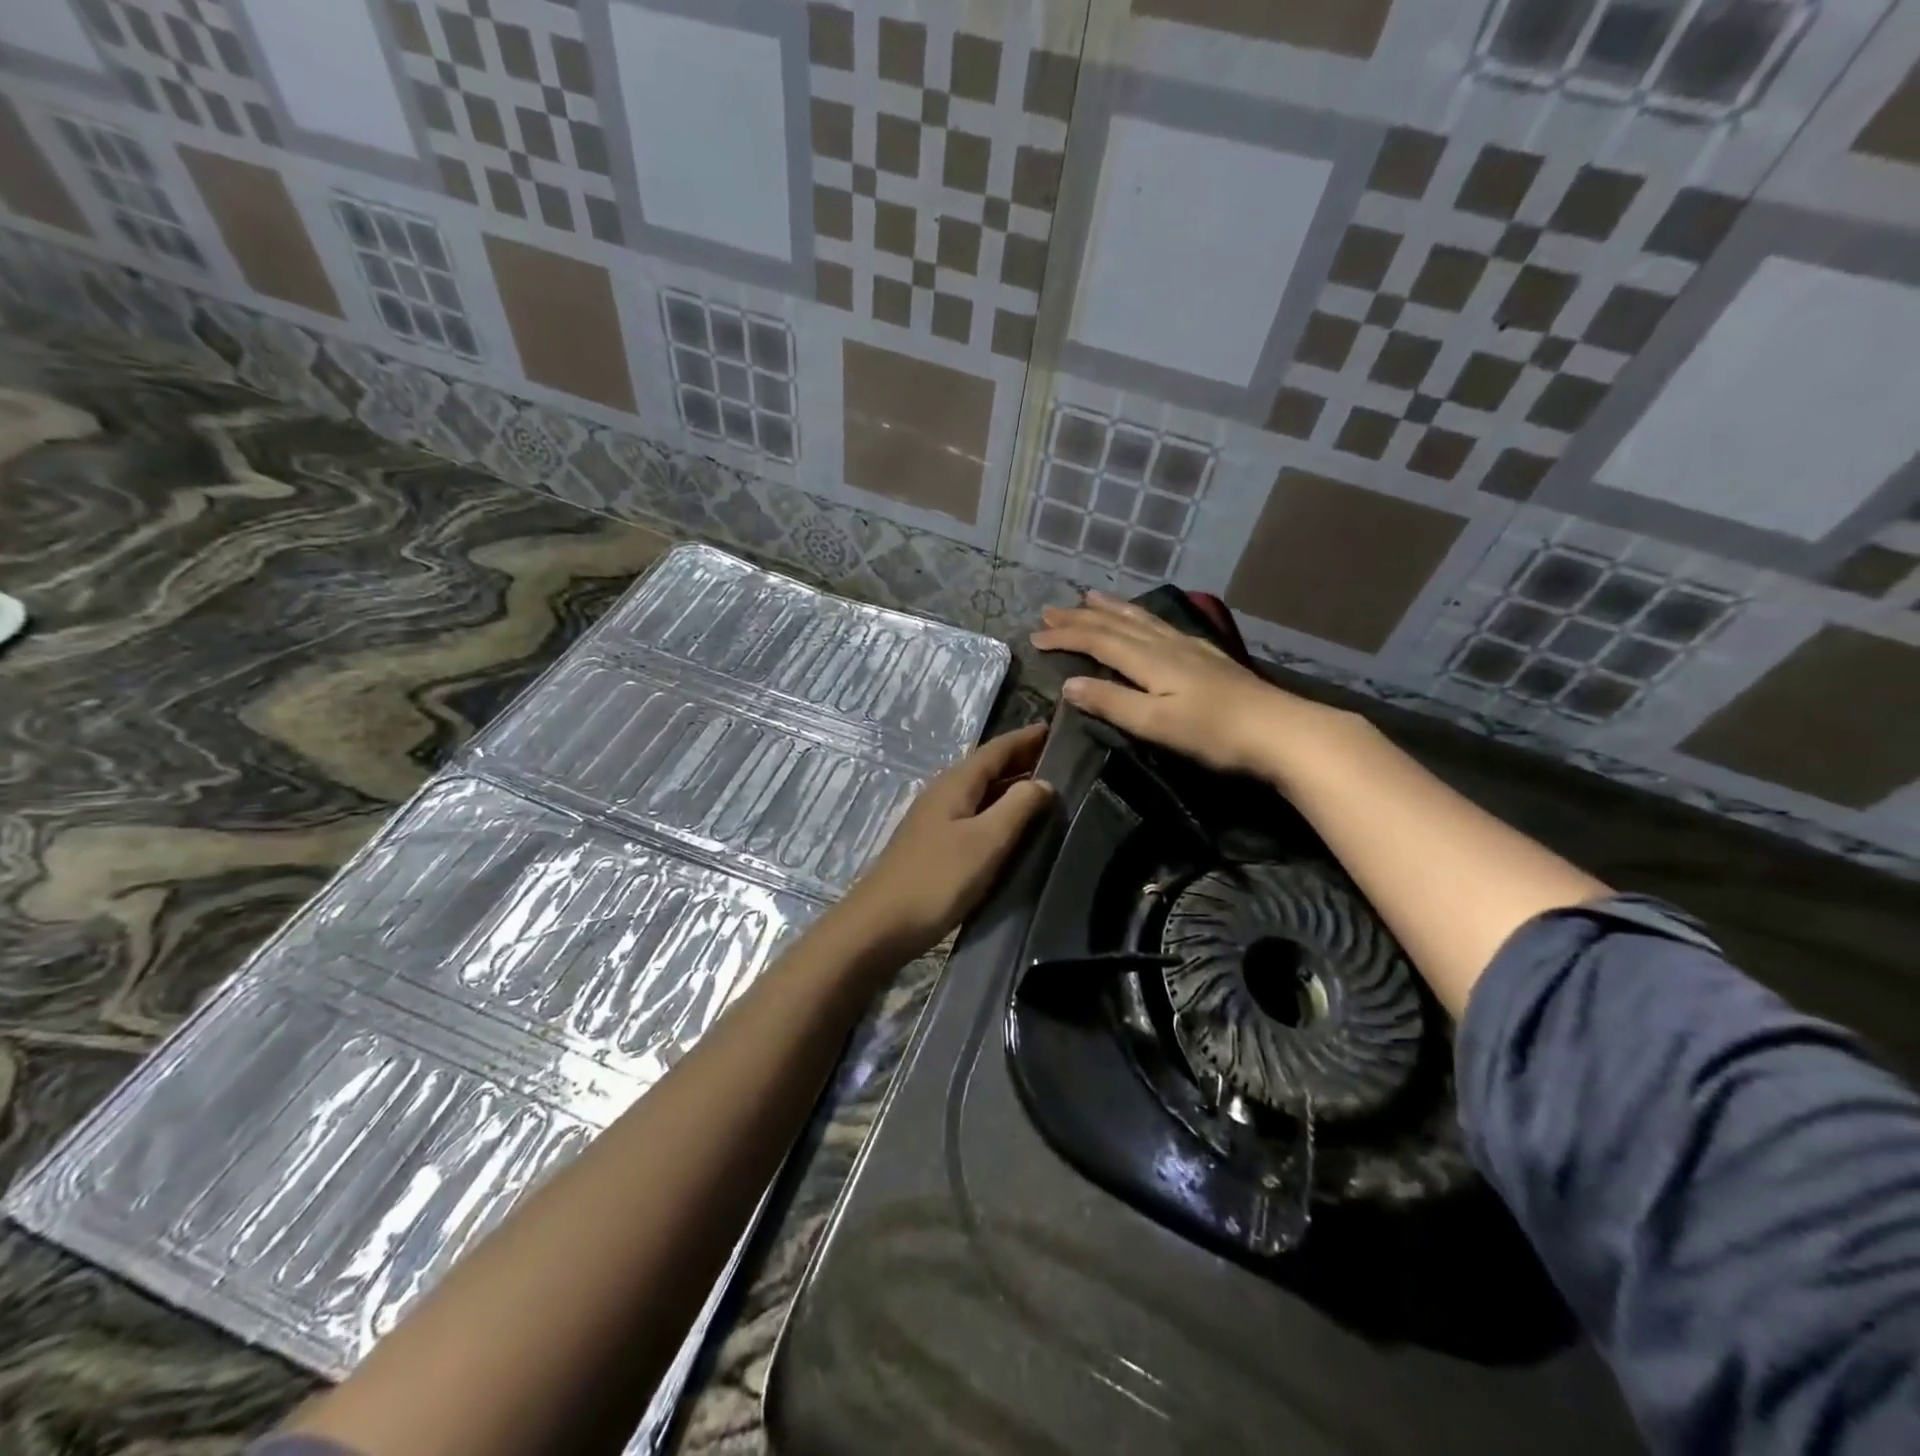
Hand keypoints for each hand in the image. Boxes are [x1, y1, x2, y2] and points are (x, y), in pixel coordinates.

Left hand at [835, 723, 1052, 959]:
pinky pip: (974, 815)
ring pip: (981, 792)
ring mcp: (936, 820)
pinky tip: (1013, 826)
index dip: (1026, 738)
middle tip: (1062, 759)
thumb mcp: (986, 841)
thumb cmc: (937, 879)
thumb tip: (1044, 782)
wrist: (880, 925)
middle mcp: (944, 793)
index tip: (1057, 728)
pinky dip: (998, 811)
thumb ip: (1018, 807)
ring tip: (1046, 790)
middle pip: (987, 768)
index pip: (996, 749)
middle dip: (1021, 760)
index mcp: (955, 784)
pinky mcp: (934, 845)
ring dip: (1011, 787)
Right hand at [1030, 593, 1337, 777]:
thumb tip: (1069, 684)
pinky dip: (1140, 616)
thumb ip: (1111, 702)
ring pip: (1140, 619)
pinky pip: (1160, 625)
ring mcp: (1189, 647)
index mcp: (1149, 660)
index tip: (1035, 635)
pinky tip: (1145, 618)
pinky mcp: (1206, 656)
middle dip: (1079, 617)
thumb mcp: (1155, 723)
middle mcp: (1165, 644)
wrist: (1281, 731)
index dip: (1065, 636)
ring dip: (1110, 608)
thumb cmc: (1213, 733)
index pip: (1097, 641)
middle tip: (1049, 610)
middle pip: (1115, 624)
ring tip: (1089, 598)